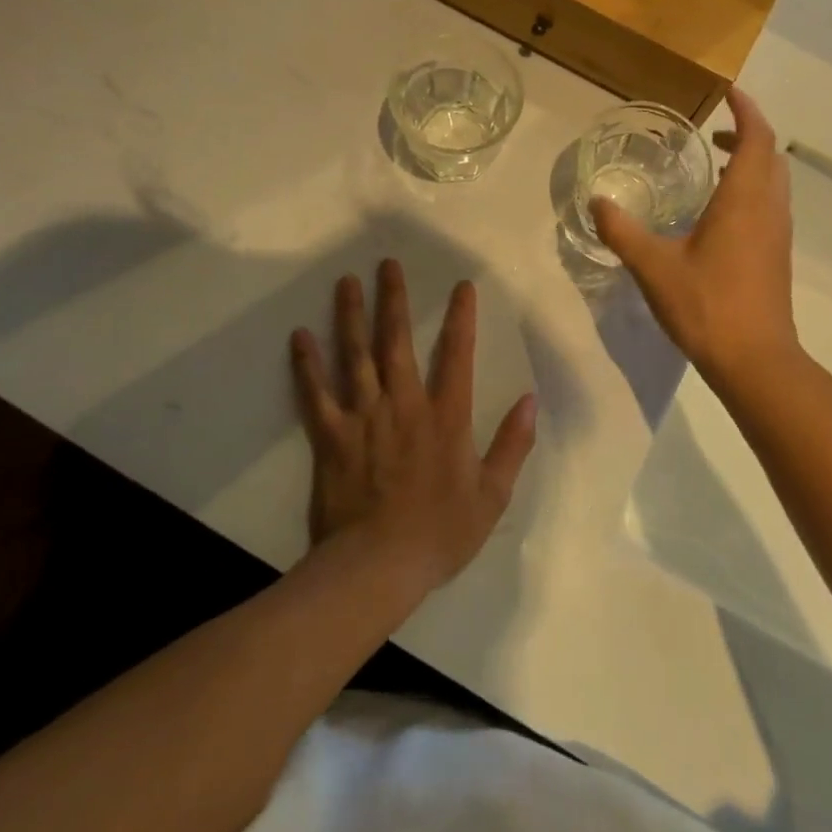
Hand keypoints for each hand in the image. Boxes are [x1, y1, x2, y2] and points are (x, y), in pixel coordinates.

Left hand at [291, 261, 535, 593]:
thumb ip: (512, 444)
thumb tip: (531, 401)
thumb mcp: (492, 495)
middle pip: (397, 341)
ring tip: (347, 281)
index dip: (461, 317)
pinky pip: (316, 394)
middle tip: (388, 264)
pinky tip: (299, 335)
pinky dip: (307, 364)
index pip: (456, 355)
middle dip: (394, 300)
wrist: (377, 567)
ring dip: (351, 316)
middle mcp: (404, 404)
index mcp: (445, 416)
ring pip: (356, 356)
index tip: (461, 286)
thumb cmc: (439, 533)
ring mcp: (364, 417)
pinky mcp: (331, 436)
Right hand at [590, 88, 800, 387]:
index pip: (757, 137)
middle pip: (771, 155)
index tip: (728, 92)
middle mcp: (769, 208)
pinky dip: (752, 188)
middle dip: (747, 134)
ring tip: (716, 164)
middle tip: (713, 131)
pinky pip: (771, 204)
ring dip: (752, 162)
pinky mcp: (777, 255)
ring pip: (774, 181)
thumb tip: (597, 202)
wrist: (755, 360)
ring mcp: (778, 233)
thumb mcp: (653, 266)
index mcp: (744, 200)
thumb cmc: (707, 305)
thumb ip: (622, 231)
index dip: (746, 110)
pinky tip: (719, 212)